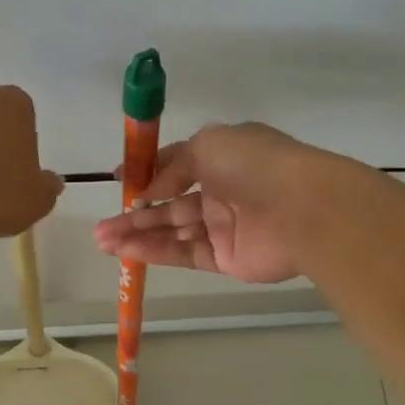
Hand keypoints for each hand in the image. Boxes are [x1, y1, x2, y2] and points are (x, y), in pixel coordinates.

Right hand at [92, 122, 330, 283]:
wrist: (305, 209)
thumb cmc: (255, 164)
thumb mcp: (207, 145)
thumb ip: (174, 166)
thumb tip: (152, 188)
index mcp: (222, 157)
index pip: (177, 164)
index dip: (147, 173)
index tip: (119, 181)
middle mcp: (222, 191)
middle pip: (169, 204)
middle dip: (134, 213)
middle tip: (100, 226)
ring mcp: (224, 227)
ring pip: (172, 230)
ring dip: (137, 234)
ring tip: (102, 240)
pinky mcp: (226, 259)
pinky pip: (184, 253)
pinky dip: (156, 251)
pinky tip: (128, 251)